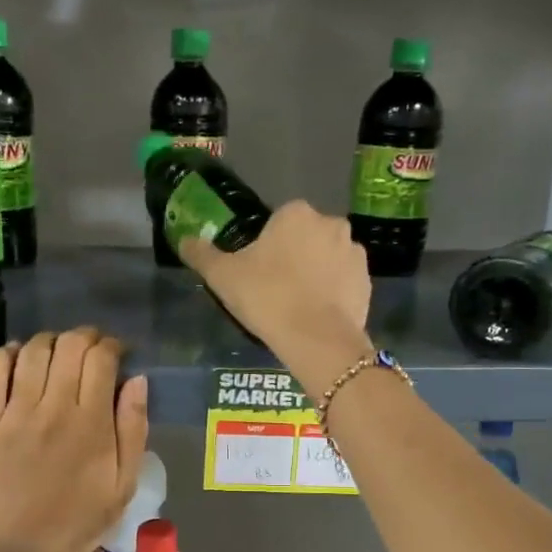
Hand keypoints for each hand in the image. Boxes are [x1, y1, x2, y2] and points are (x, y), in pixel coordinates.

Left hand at [0, 328, 149, 551]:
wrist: (24, 550)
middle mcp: (53, 408)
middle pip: (69, 346)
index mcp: (92, 423)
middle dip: (85, 337)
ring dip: (50, 341)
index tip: (117, 354)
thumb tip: (137, 380)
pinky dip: (6, 354)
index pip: (102, 359)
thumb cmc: (81, 519)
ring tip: (58, 352)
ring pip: (33, 352)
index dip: (112, 346)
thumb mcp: (124, 483)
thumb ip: (133, 429)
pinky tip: (18, 357)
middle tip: (91, 350)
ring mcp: (16, 413)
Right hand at [180, 201, 373, 395]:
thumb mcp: (222, 276)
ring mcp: (354, 252)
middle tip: (274, 290)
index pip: (277, 222)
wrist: (315, 338)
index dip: (265, 247)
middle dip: (293, 257)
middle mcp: (331, 223)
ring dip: (315, 274)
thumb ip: (201, 254)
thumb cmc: (266, 297)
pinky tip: (316, 316)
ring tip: (296, 306)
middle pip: (304, 238)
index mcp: (296, 213)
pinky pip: (343, 283)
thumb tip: (184, 240)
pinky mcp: (367, 282)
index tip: (256, 273)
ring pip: (326, 259)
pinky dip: (332, 294)